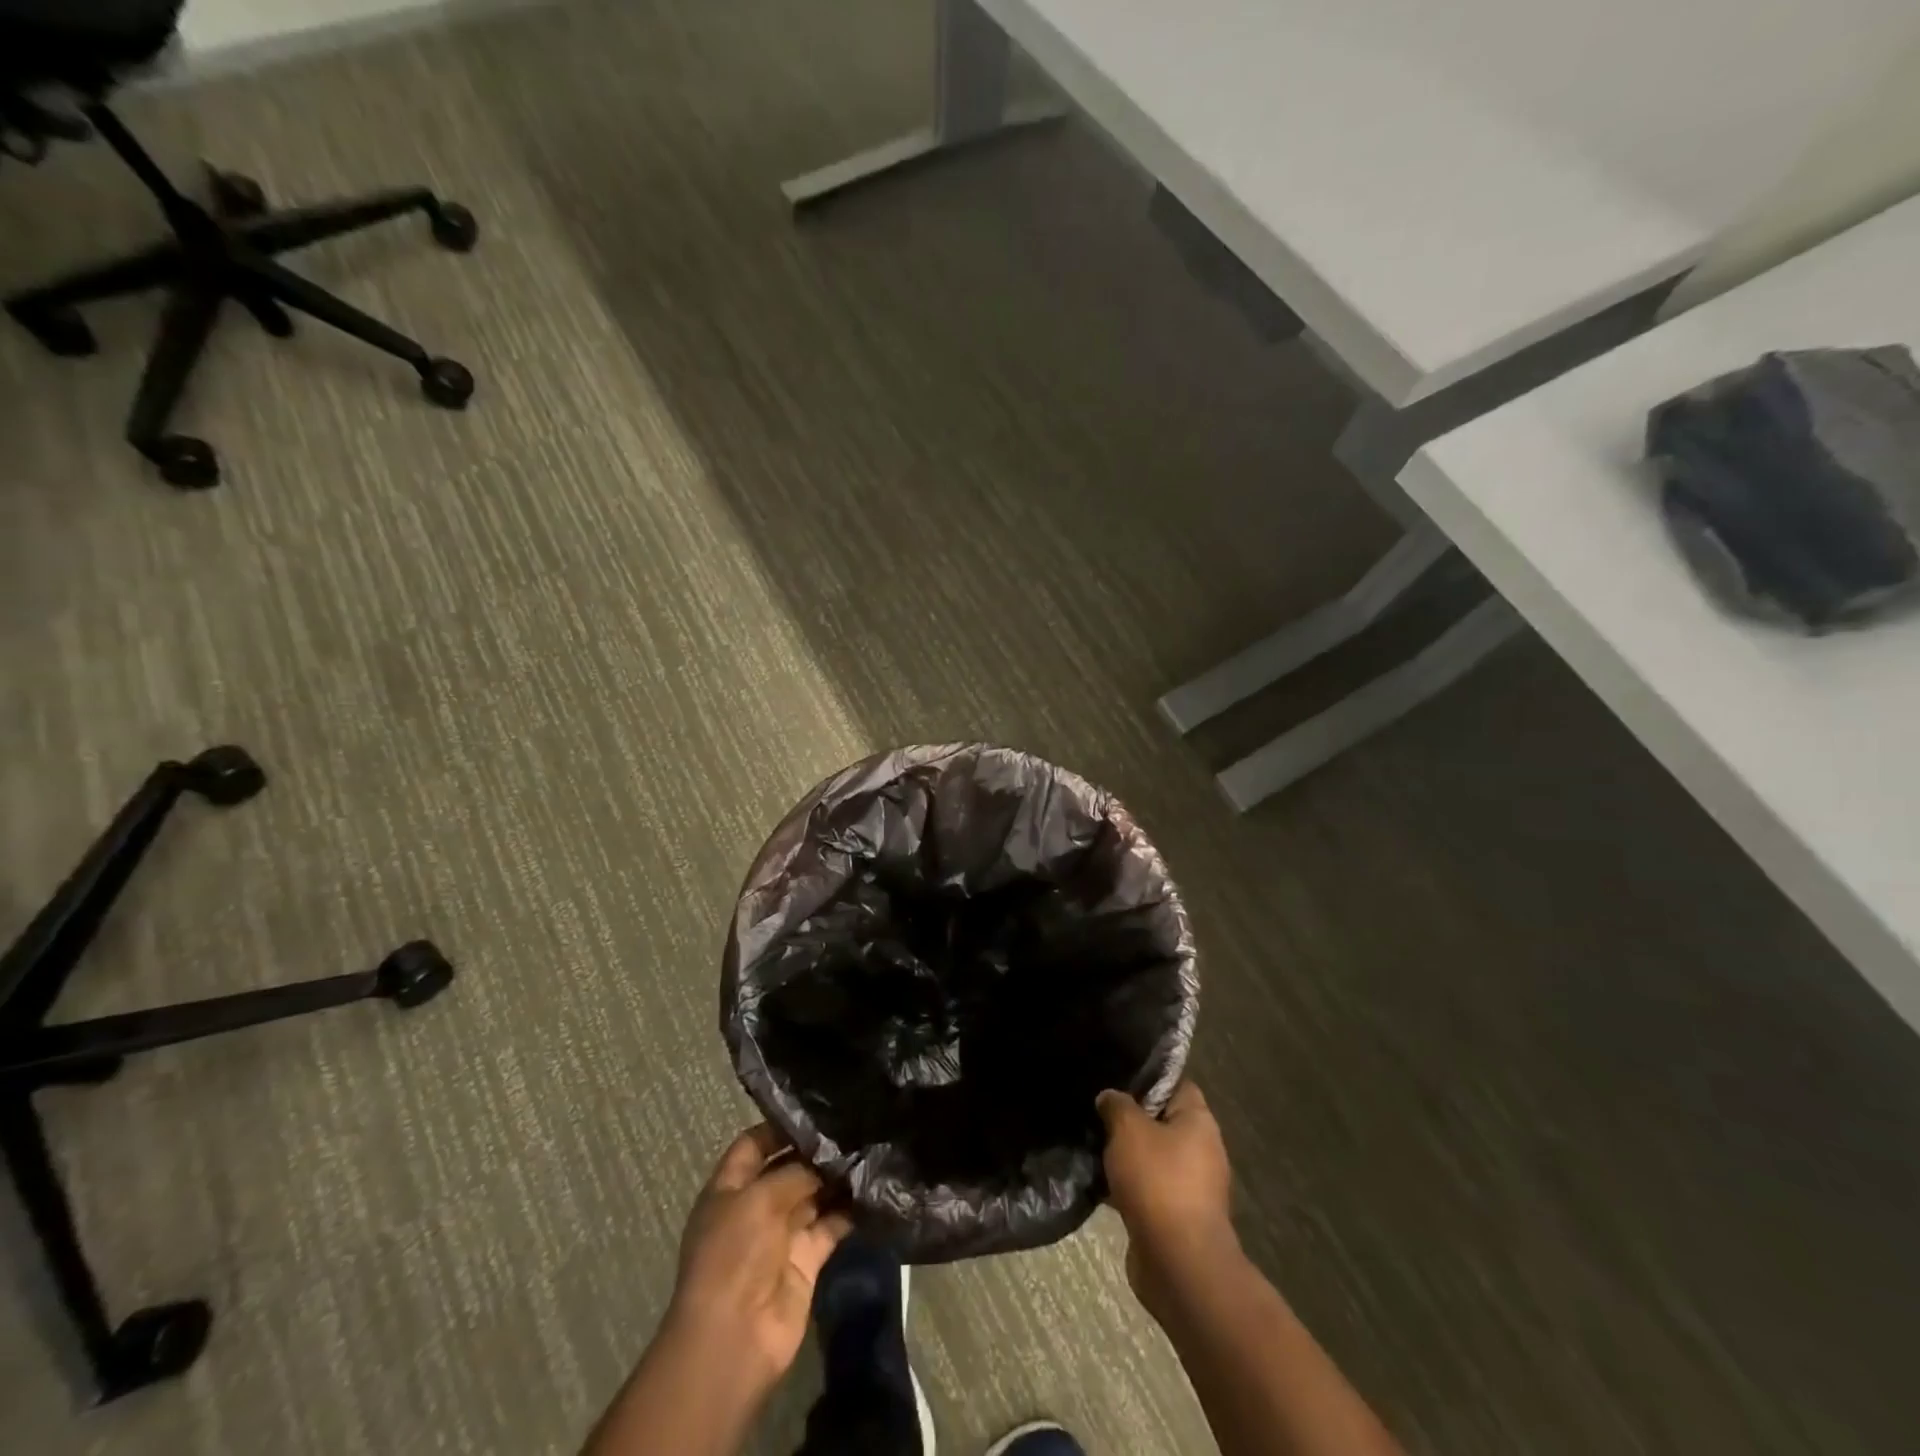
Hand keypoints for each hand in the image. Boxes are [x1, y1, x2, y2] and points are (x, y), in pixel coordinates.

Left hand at [666, 1123, 852, 1396]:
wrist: (735, 1336)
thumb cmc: (734, 1254)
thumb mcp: (759, 1198)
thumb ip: (795, 1171)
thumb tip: (827, 1156)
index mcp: (729, 1189)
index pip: (753, 1145)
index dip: (779, 1127)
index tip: (816, 1108)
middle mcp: (755, 1207)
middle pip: (788, 1169)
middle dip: (816, 1151)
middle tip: (855, 1123)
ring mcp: (781, 1235)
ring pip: (814, 1195)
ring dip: (837, 1178)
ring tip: (870, 1147)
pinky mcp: (807, 1259)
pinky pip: (831, 1226)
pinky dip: (850, 1210)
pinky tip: (873, 1187)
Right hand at [1096, 1082, 1238, 1317]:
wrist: (1178, 1263)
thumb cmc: (1158, 1181)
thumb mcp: (1128, 1129)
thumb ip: (1117, 1105)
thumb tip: (1110, 1097)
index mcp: (1199, 1121)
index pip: (1176, 1084)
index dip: (1148, 1078)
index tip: (1117, 1077)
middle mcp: (1201, 1150)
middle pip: (1162, 1121)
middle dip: (1131, 1118)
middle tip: (1097, 1111)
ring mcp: (1191, 1186)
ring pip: (1152, 1158)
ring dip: (1126, 1155)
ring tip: (1092, 1145)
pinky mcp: (1176, 1217)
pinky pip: (1148, 1189)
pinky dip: (1126, 1186)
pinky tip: (1098, 1183)